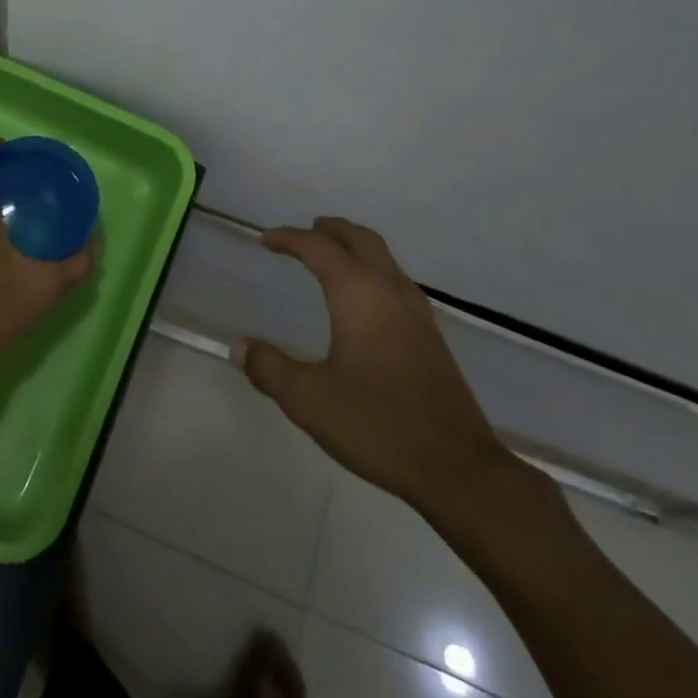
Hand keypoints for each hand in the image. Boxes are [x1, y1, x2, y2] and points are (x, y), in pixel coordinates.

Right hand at [236, 218, 526, 533]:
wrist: (457, 468)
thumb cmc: (377, 424)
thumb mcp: (308, 399)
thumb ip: (270, 368)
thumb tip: (241, 346)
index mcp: (358, 294)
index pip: (319, 248)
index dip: (290, 238)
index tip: (266, 240)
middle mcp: (390, 291)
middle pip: (360, 240)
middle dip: (330, 230)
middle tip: (306, 231)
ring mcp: (417, 313)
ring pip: (384, 259)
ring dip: (355, 248)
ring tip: (331, 259)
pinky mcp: (431, 337)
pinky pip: (396, 282)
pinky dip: (372, 272)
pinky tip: (364, 303)